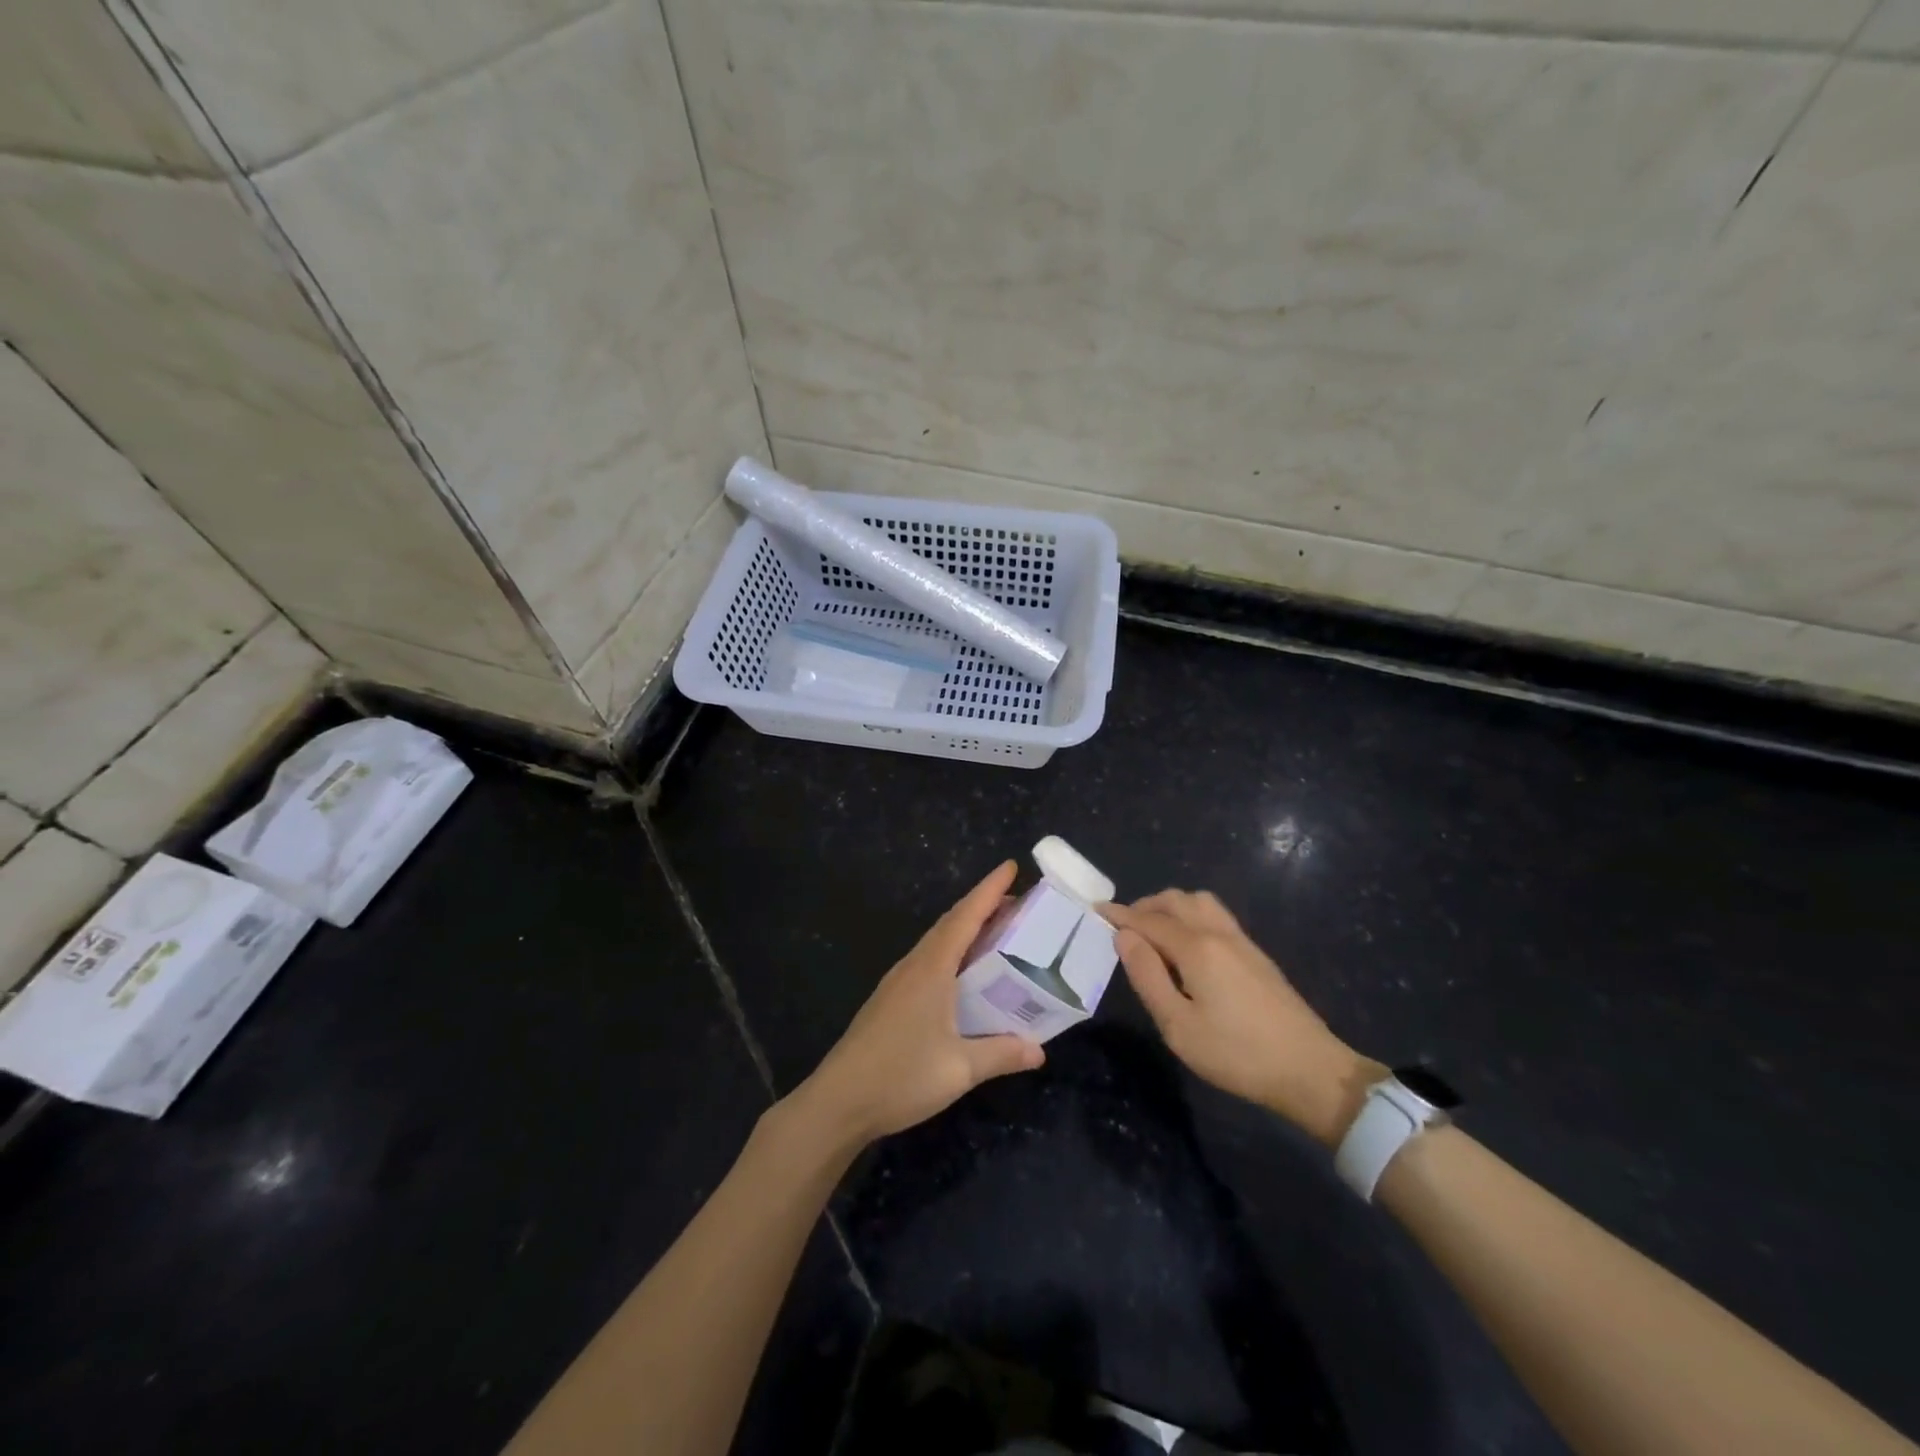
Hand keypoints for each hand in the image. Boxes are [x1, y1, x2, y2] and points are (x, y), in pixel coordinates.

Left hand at [786, 861, 1045, 1149]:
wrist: (839, 1100)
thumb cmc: (901, 1076)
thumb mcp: (960, 1069)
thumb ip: (1001, 1054)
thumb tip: (1040, 1050)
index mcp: (932, 969)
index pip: (965, 917)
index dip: (989, 890)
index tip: (1011, 866)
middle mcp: (914, 966)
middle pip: (950, 923)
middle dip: (982, 906)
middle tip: (1017, 903)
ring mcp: (898, 982)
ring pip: (937, 942)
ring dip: (966, 929)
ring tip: (997, 932)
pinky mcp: (891, 1000)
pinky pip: (928, 960)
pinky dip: (952, 952)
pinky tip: (964, 973)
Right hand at [1103, 890, 1382, 1146]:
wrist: (1310, 1070)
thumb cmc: (1236, 1054)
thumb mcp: (1178, 1025)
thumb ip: (1147, 976)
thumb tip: (1124, 936)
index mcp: (1196, 947)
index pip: (1148, 919)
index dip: (1120, 914)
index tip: (1095, 911)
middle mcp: (1218, 933)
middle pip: (1175, 900)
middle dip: (1144, 906)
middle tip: (1122, 927)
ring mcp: (1241, 940)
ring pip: (1199, 902)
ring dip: (1170, 906)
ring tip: (1153, 931)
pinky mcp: (1256, 954)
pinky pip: (1215, 915)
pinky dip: (1190, 915)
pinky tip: (1186, 944)